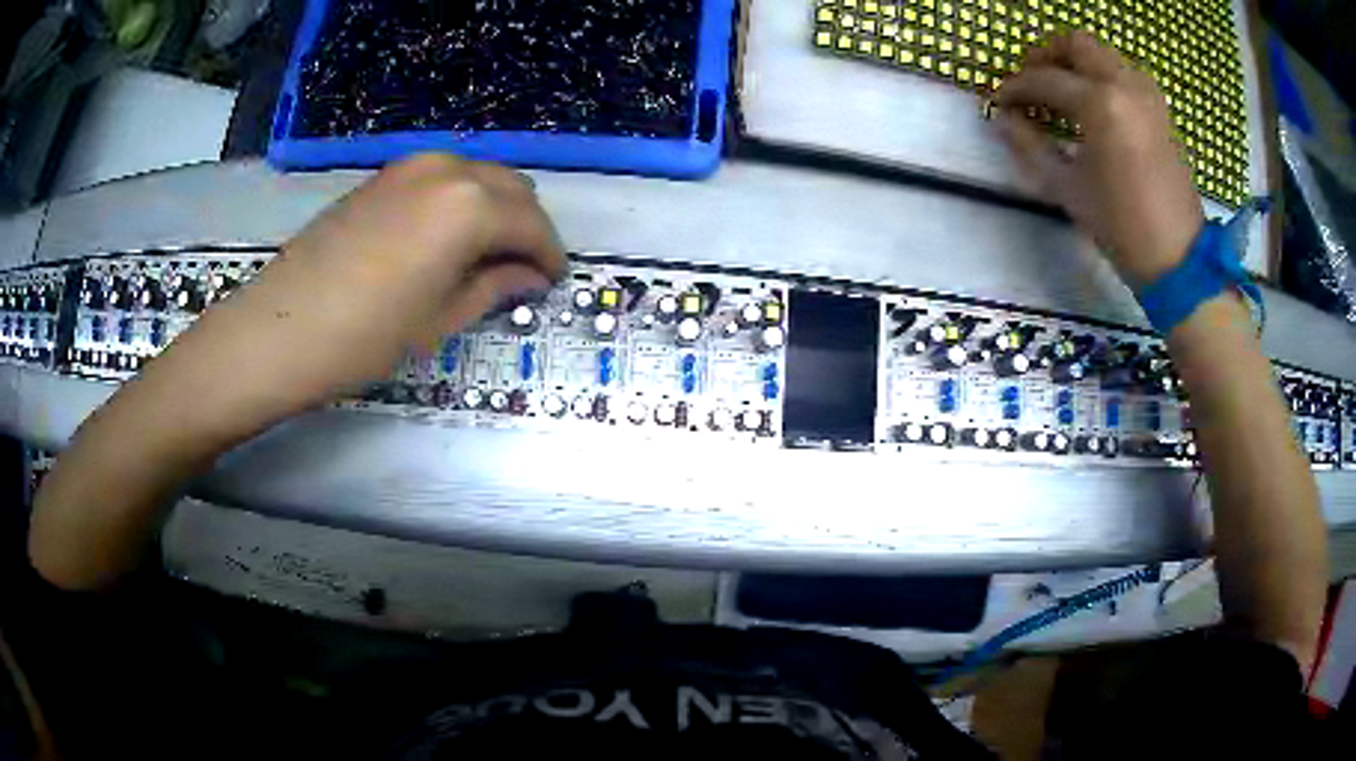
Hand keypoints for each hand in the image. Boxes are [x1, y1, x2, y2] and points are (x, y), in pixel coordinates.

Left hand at [164, 153, 567, 413]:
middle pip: (511, 188)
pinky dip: (460, 201)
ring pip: (477, 176)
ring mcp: (410, 166)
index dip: (549, 255)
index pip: (532, 223)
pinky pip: (442, 178)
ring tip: (485, 257)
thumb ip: (495, 286)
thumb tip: (529, 274)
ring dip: (494, 210)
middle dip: (526, 227)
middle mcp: (447, 169)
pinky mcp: (382, 176)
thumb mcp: (440, 319)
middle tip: (521, 271)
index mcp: (470, 204)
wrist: (277, 330)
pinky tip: (445, 239)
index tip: (552, 282)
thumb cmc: (364, 338)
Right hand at [995, 31, 1202, 287]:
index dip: (1015, 88)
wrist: (1178, 260)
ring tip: (1060, 91)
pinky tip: (1093, 104)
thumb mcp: (1067, 188)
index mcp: (1101, 104)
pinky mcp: (1161, 110)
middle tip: (1030, 82)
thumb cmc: (1121, 228)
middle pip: (1076, 44)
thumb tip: (1001, 119)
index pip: (1045, 79)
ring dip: (1076, 63)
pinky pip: (1124, 73)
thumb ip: (1029, 145)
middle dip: (1045, 56)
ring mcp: (1148, 95)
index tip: (1000, 104)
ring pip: (1103, 54)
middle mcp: (1125, 85)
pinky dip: (1102, 76)